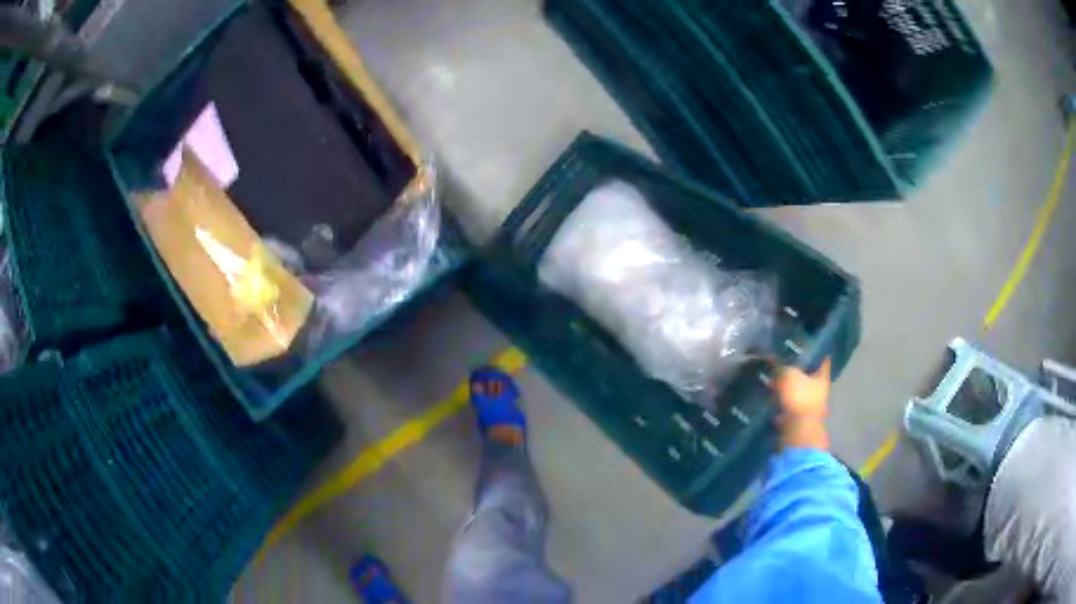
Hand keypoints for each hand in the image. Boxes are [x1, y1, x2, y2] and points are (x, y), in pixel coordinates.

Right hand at [774, 359, 831, 450]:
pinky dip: (780, 401)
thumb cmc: (799, 398)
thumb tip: (775, 362)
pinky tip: (770, 396)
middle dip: (795, 370)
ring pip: (797, 390)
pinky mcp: (798, 417)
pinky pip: (788, 404)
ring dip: (786, 387)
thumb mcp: (789, 374)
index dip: (813, 351)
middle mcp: (819, 389)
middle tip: (780, 363)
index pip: (821, 358)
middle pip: (808, 374)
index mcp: (822, 376)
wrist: (797, 430)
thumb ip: (782, 366)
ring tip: (771, 380)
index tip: (803, 345)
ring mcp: (809, 405)